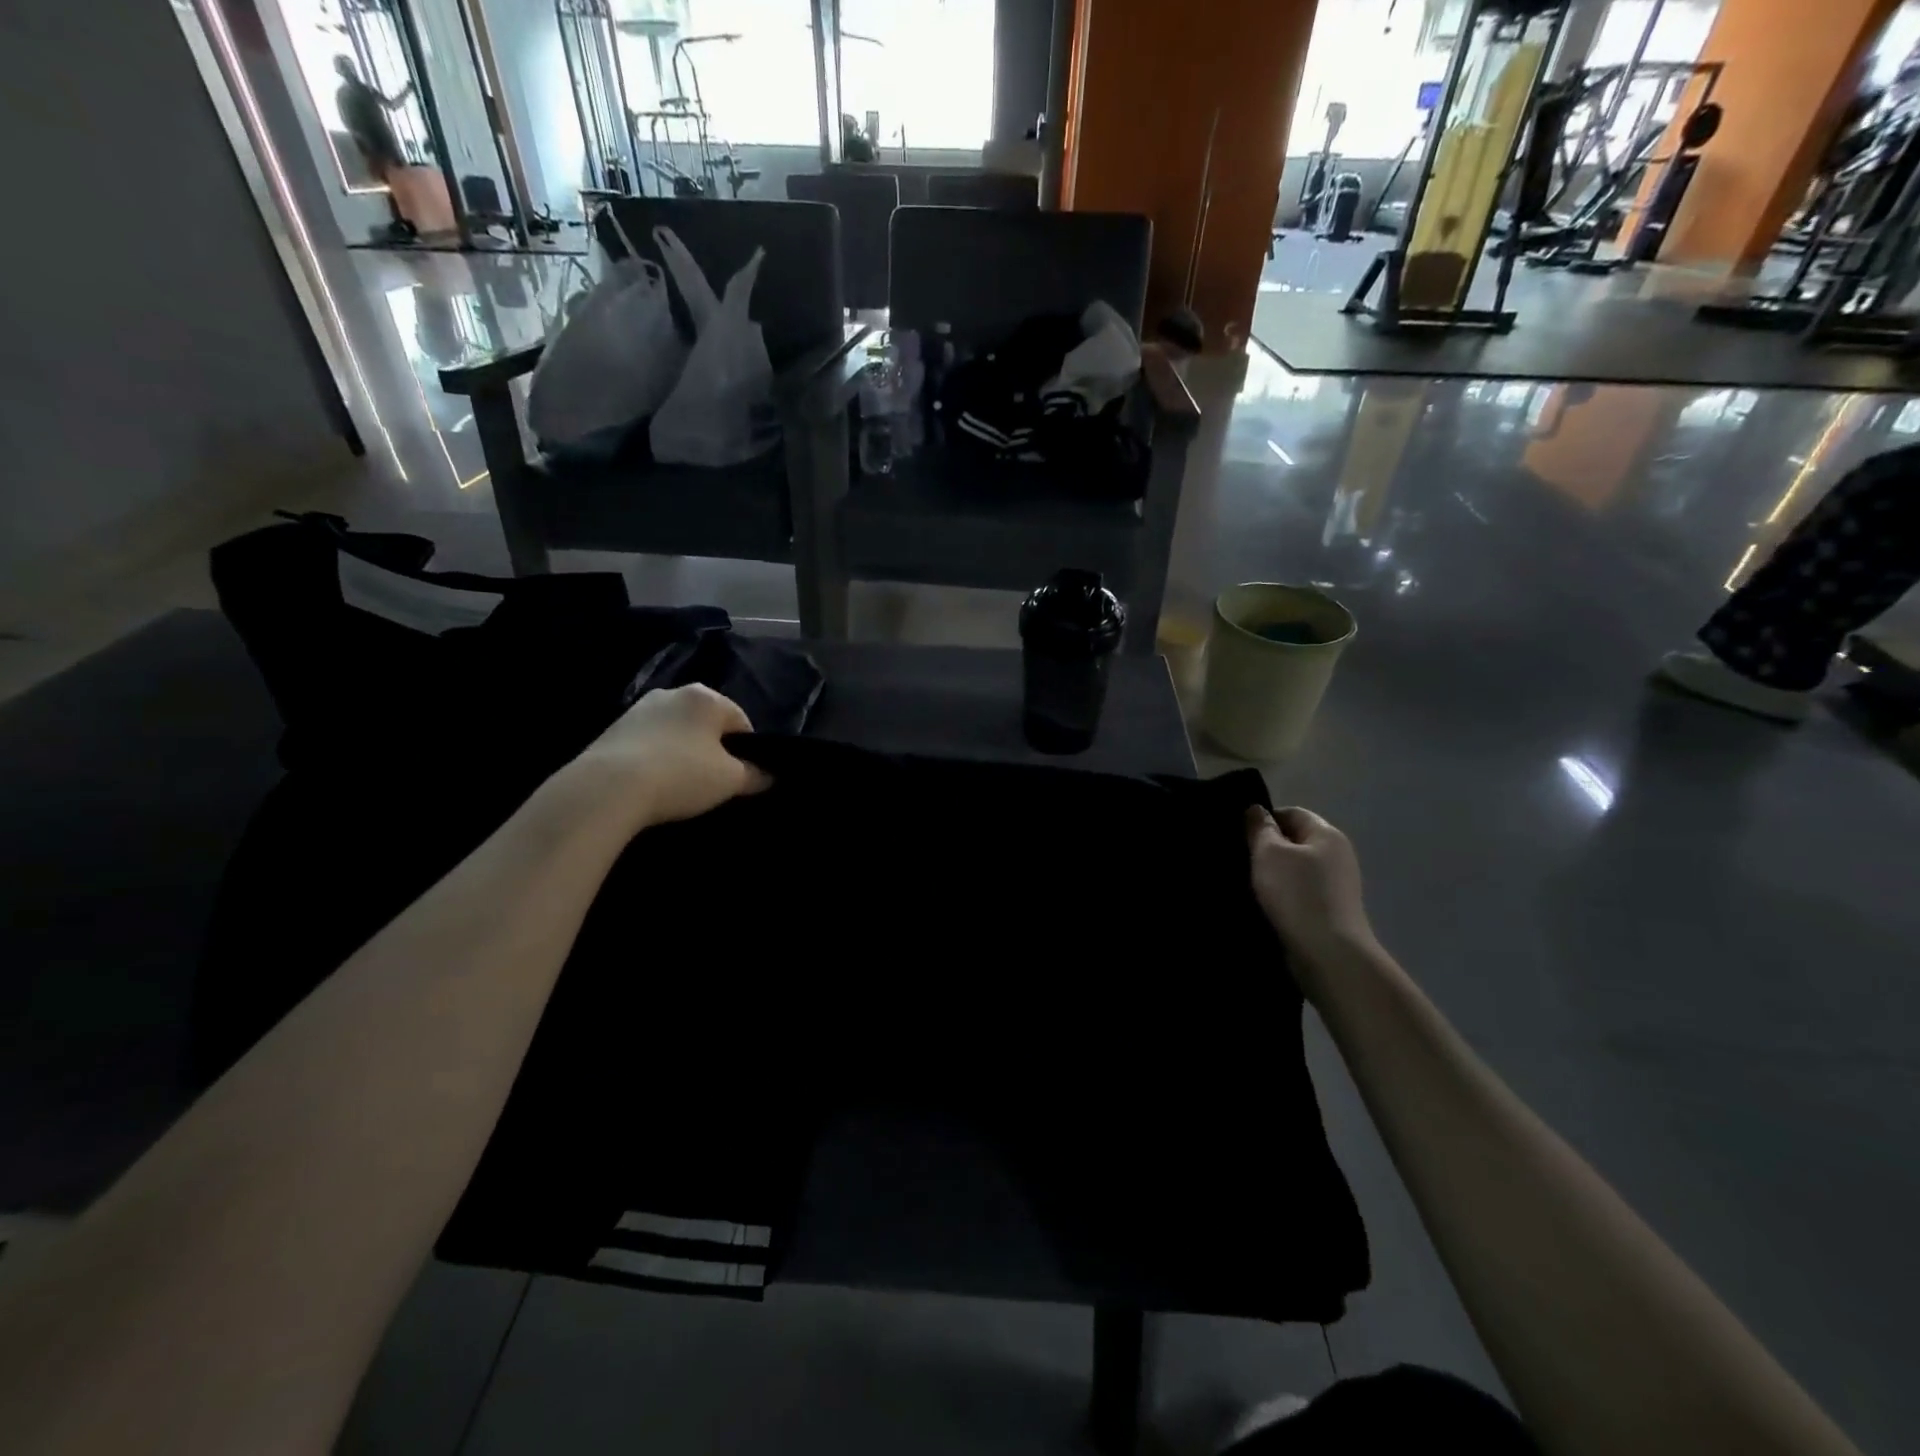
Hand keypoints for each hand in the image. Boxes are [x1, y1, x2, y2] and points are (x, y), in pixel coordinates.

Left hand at [575, 684, 770, 829]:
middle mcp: (673, 692)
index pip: (741, 721)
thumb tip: (768, 775)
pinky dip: (656, 758)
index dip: (747, 751)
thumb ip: (755, 775)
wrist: (607, 788)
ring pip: (676, 731)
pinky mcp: (612, 728)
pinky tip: (653, 784)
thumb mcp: (730, 780)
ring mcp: (639, 708)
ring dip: (683, 752)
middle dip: (713, 749)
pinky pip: (648, 742)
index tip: (741, 777)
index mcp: (707, 697)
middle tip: (712, 782)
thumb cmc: (681, 775)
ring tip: (680, 785)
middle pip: (706, 724)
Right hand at [1246, 806, 1375, 995]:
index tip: (1240, 836)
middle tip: (1239, 859)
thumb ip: (1260, 828)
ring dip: (1273, 875)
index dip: (1264, 820)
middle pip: (1295, 841)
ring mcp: (1337, 885)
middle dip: (1267, 848)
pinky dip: (1283, 896)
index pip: (1292, 813)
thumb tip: (1256, 810)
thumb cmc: (1297, 894)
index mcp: (1327, 834)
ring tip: (1247, 884)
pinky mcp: (1331, 911)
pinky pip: (1301, 893)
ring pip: (1296, 869)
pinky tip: (1265, 905)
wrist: (1329, 954)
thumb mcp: (1269, 854)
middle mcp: (1337, 855)